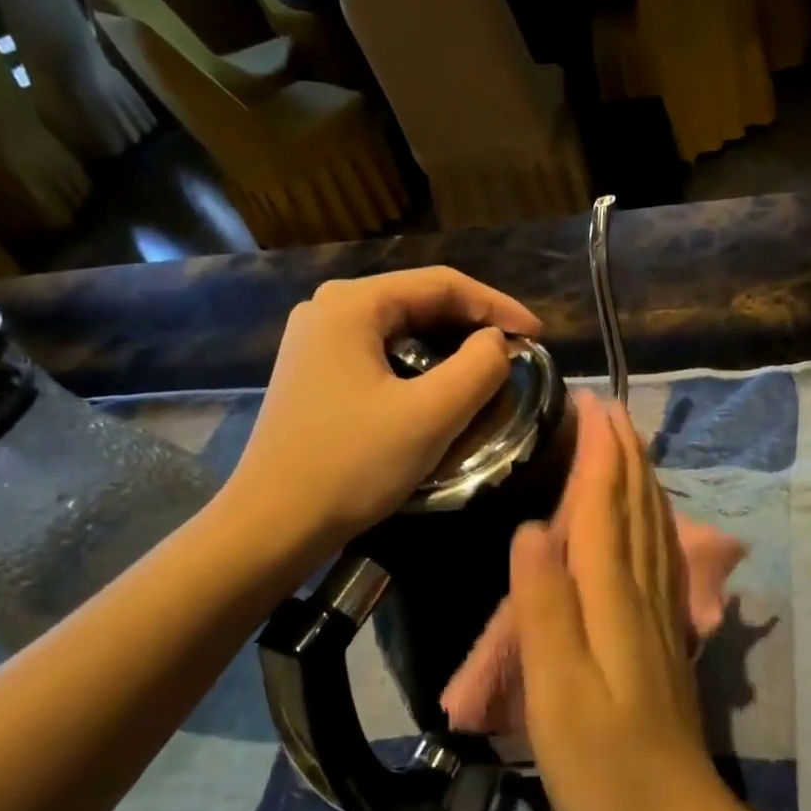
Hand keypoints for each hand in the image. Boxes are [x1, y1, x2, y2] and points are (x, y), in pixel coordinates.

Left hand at [222, 268, 540, 565]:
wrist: (272, 525)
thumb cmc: (351, 465)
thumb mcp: (430, 415)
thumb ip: (479, 368)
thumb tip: (496, 343)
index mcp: (352, 305)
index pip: (442, 284)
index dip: (498, 306)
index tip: (538, 337)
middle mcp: (329, 309)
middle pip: (420, 301)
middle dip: (475, 324)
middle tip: (518, 352)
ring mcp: (318, 341)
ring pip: (403, 328)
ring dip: (451, 345)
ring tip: (490, 369)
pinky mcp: (317, 372)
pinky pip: (384, 353)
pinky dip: (423, 364)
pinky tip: (444, 387)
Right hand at [510, 393, 733, 810]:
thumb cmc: (602, 763)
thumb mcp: (556, 689)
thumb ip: (543, 606)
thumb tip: (530, 527)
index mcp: (613, 596)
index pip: (606, 505)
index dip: (601, 452)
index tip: (592, 404)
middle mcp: (643, 591)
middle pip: (637, 506)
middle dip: (624, 453)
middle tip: (610, 409)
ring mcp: (660, 613)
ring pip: (654, 526)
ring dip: (641, 479)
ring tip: (630, 445)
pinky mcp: (665, 635)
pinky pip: (660, 556)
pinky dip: (653, 520)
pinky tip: (650, 519)